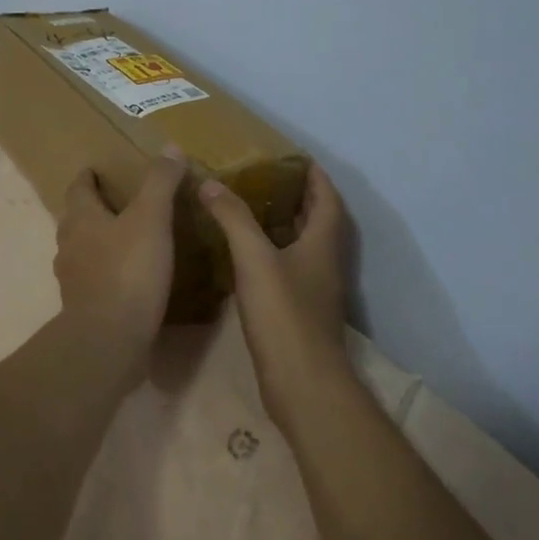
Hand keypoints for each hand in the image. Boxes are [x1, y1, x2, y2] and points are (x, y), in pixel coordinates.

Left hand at [54, 152, 186, 363]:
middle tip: (116, 202)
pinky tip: (127, 278)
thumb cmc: (128, 271)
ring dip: (98, 241)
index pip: (78, 188)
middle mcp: (69, 245)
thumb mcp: (151, 219)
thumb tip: (170, 147)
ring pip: (82, 250)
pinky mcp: (83, 307)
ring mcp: (72, 279)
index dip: (87, 177)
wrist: (109, 339)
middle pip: (76, 219)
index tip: (95, 170)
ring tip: (124, 239)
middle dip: (92, 208)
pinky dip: (106, 272)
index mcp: (81, 219)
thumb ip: (160, 183)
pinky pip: (93, 280)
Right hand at [198, 163, 348, 423]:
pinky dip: (273, 252)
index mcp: (323, 243)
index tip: (293, 157)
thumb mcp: (254, 258)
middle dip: (298, 196)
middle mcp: (325, 262)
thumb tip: (211, 182)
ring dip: (285, 224)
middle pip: (319, 220)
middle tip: (264, 178)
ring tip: (250, 208)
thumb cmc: (284, 314)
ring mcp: (315, 288)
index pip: (327, 197)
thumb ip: (233, 218)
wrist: (302, 382)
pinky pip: (290, 268)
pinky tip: (245, 255)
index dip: (315, 175)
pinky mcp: (300, 310)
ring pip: (304, 245)